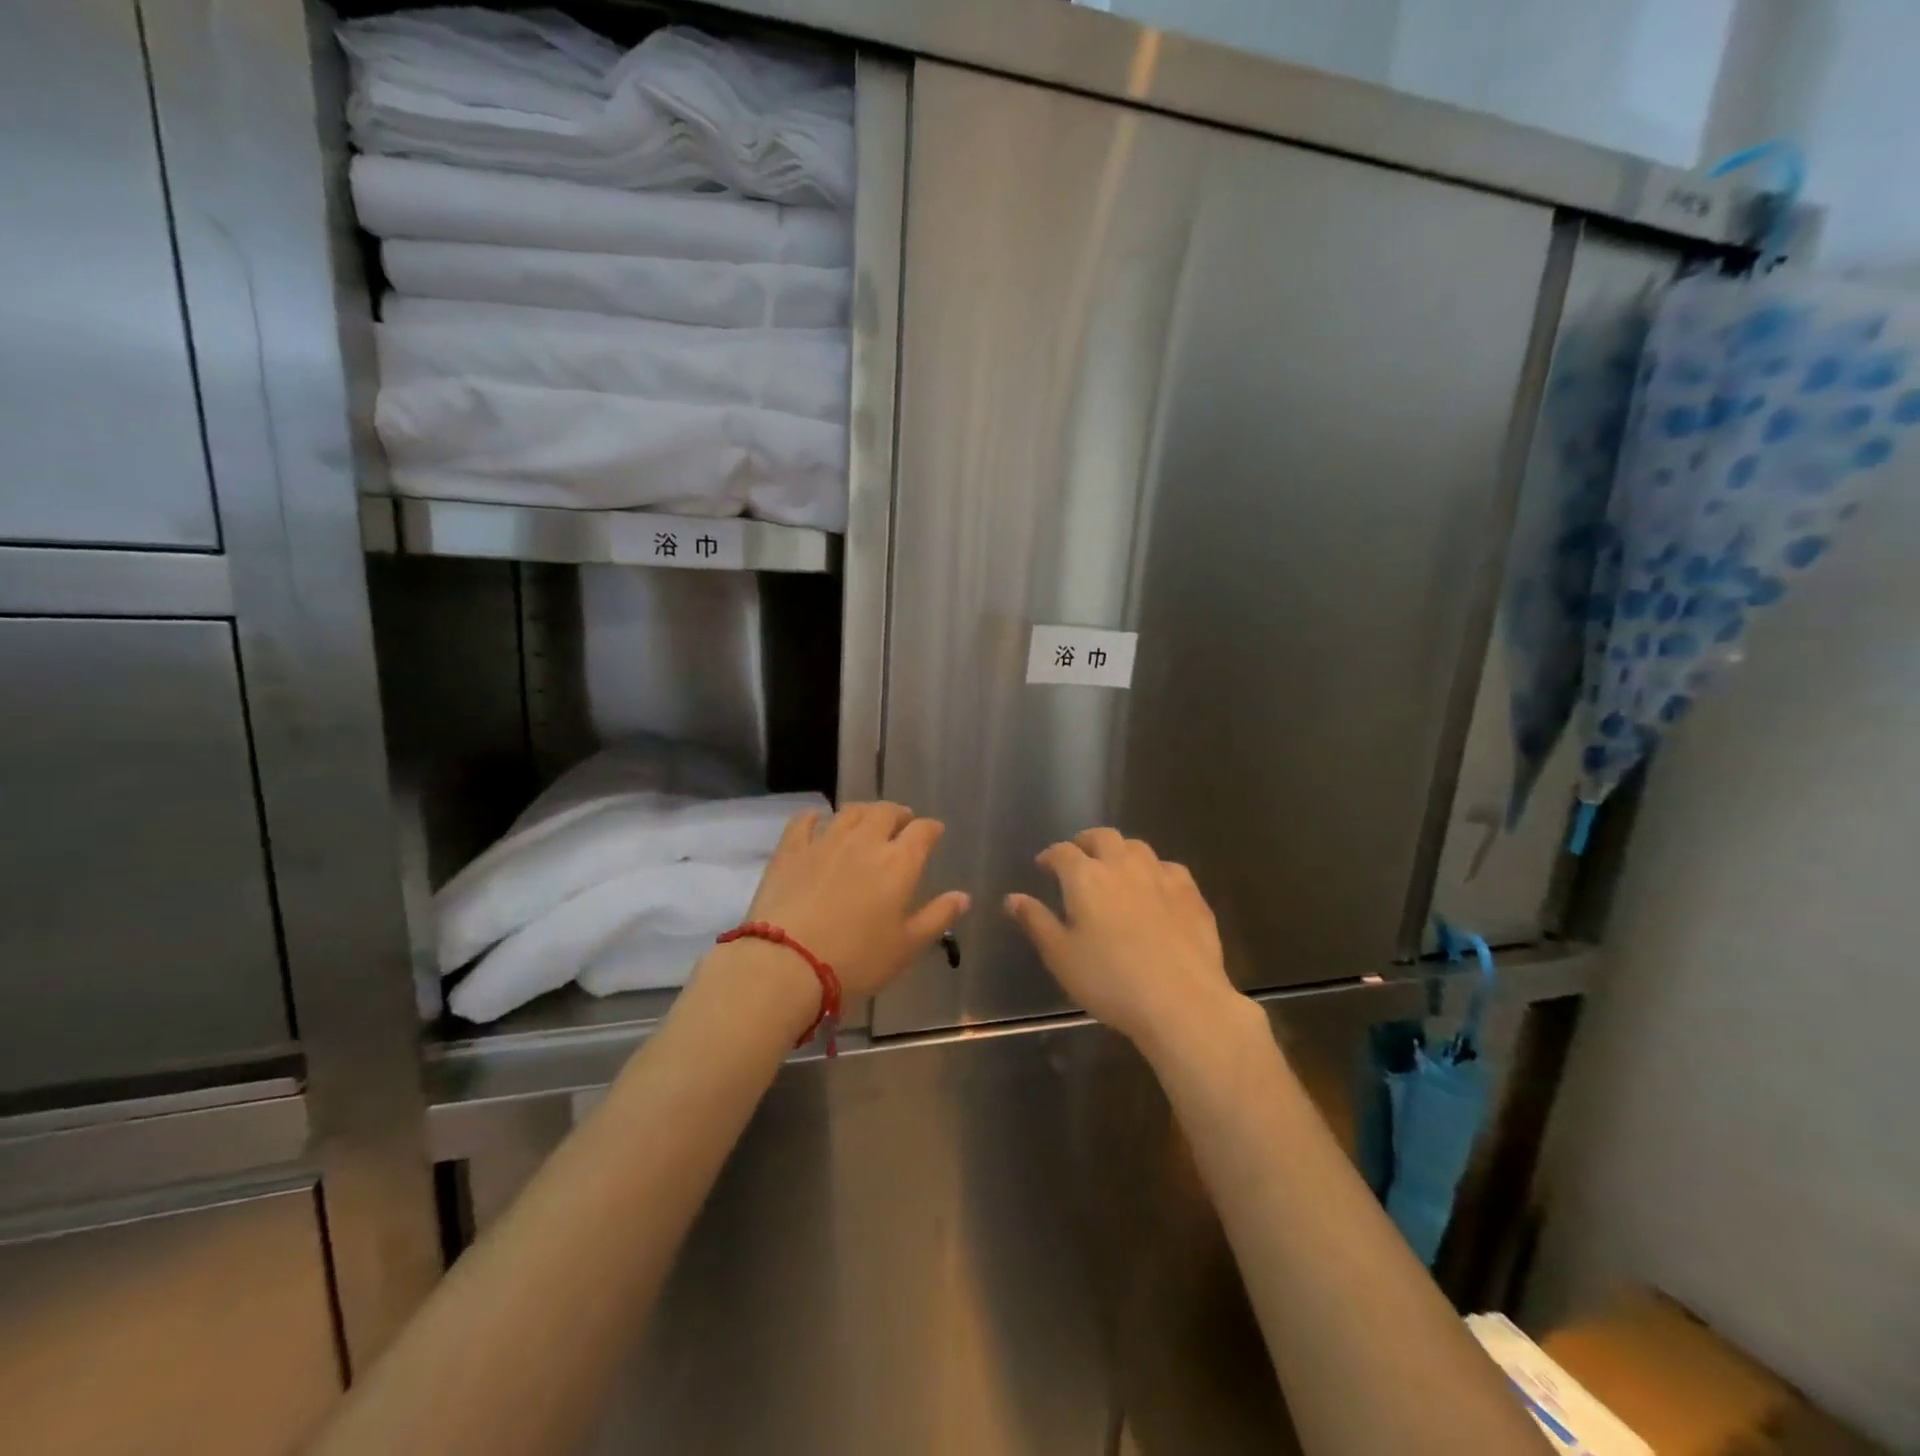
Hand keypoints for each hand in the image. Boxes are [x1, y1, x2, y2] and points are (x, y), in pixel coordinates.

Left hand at [741, 802, 968, 997]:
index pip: (923, 831)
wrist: (788, 963)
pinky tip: (817, 820)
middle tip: (901, 823)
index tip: (934, 833)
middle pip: (886, 812)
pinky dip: (815, 817)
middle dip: (899, 814)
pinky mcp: (791, 850)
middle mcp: (865, 841)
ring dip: (864, 812)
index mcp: (899, 862)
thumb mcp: (907, 947)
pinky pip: (804, 821)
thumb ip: (937, 917)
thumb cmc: (857, 960)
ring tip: (867, 820)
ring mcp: (825, 841)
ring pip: (850, 812)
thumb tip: (963, 897)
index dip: (931, 829)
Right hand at [1006, 829, 1255, 1061]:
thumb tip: (1012, 898)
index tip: (1044, 866)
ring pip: (1137, 847)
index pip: (1062, 852)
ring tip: (1115, 869)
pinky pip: (1168, 868)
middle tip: (1079, 858)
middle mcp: (1122, 865)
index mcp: (1085, 877)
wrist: (1181, 1001)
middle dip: (1086, 842)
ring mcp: (1160, 875)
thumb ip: (1036, 922)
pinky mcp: (1191, 893)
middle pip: (1102, 837)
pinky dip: (1154, 871)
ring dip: (1120, 852)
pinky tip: (1155, 889)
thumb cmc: (1110, 981)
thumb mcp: (1061, 956)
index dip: (1050, 855)